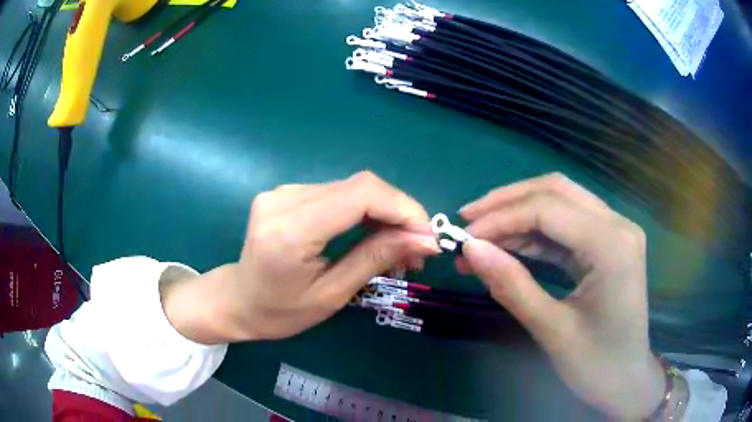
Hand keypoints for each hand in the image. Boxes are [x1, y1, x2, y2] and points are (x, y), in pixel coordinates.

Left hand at [163, 171, 439, 342]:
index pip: (361, 194)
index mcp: (291, 231)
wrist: (237, 300)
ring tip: (399, 246)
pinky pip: (336, 193)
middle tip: (418, 249)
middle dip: (399, 213)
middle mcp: (284, 199)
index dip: (403, 208)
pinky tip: (372, 233)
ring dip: (384, 212)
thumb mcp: (332, 295)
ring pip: (351, 187)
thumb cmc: (280, 312)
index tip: (428, 237)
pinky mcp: (286, 192)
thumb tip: (425, 239)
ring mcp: (282, 191)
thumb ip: (376, 259)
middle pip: (360, 185)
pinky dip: (363, 211)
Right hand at [458, 173, 664, 419]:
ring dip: (519, 214)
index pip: (548, 210)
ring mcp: (615, 231)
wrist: (626, 379)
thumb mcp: (552, 331)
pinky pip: (567, 225)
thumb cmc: (596, 364)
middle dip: (507, 201)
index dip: (501, 218)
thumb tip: (470, 250)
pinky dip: (535, 232)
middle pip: (556, 191)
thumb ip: (512, 286)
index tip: (463, 237)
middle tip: (467, 220)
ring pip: (560, 201)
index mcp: (612, 245)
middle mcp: (618, 225)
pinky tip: (509, 246)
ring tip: (481, 237)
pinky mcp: (608, 243)